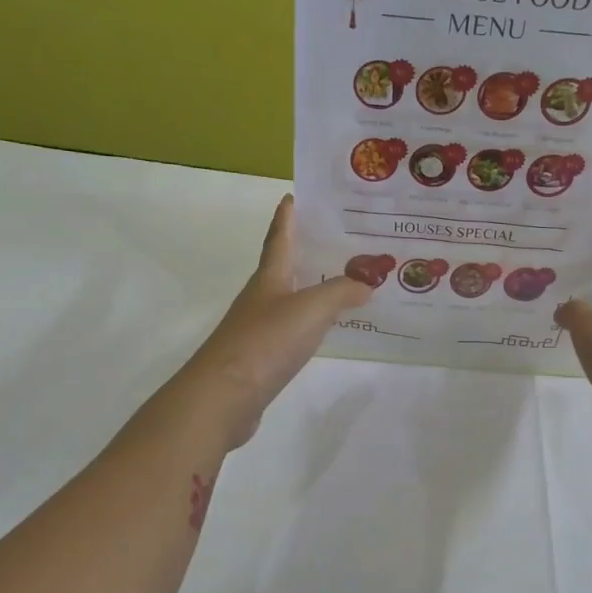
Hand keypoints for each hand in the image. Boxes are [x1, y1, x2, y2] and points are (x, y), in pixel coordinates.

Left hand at [174, 196, 369, 447]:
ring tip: (346, 282)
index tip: (293, 196)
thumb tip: (367, 283)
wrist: (224, 396)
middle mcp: (262, 298)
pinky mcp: (263, 357)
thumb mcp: (310, 308)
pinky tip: (329, 328)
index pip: (279, 238)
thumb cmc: (265, 341)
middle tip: (342, 239)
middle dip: (308, 250)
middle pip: (285, 267)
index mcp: (269, 278)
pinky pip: (294, 330)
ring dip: (314, 287)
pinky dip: (313, 322)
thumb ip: (341, 292)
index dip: (287, 218)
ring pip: (292, 299)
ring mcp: (260, 328)